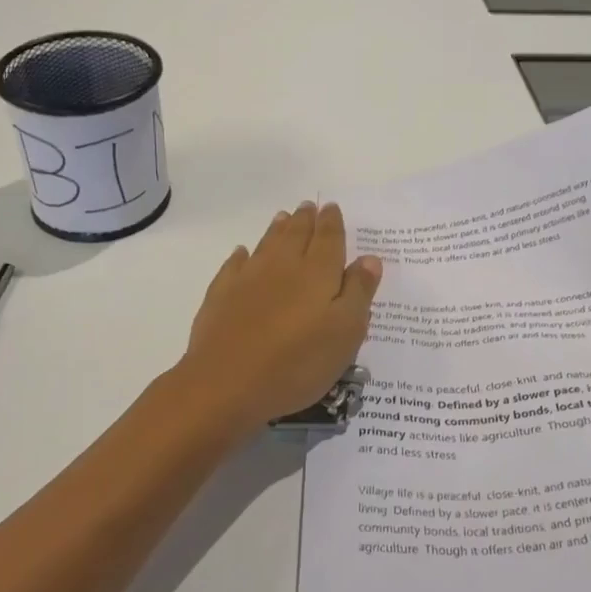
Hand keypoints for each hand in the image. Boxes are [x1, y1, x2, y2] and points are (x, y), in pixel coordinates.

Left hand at [177, 202, 382, 436]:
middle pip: (296, 234)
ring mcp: (248, 278)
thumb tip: (369, 258)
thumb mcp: (345, 332)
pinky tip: (242, 253)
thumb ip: (359, 292)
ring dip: (278, 229)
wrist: (226, 384)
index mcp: (318, 273)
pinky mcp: (221, 295)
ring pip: (267, 244)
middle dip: (305, 219)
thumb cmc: (297, 362)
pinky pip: (234, 265)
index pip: (328, 238)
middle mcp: (283, 266)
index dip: (332, 222)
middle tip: (309, 206)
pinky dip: (241, 255)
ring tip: (284, 217)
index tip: (331, 207)